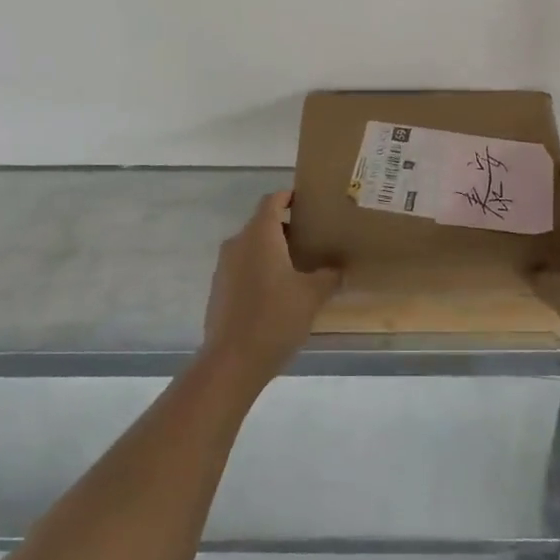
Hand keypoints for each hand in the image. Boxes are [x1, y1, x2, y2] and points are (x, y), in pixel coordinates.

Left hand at [200, 191, 341, 391]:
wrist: (231, 363)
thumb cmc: (274, 318)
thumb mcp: (312, 296)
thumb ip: (329, 276)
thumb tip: (340, 268)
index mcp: (260, 234)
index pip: (273, 200)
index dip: (290, 196)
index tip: (310, 203)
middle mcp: (238, 243)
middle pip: (263, 222)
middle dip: (287, 227)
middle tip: (313, 239)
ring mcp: (225, 267)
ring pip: (252, 246)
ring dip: (274, 250)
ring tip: (300, 267)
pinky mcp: (219, 289)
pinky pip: (243, 267)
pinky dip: (261, 269)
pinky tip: (278, 292)